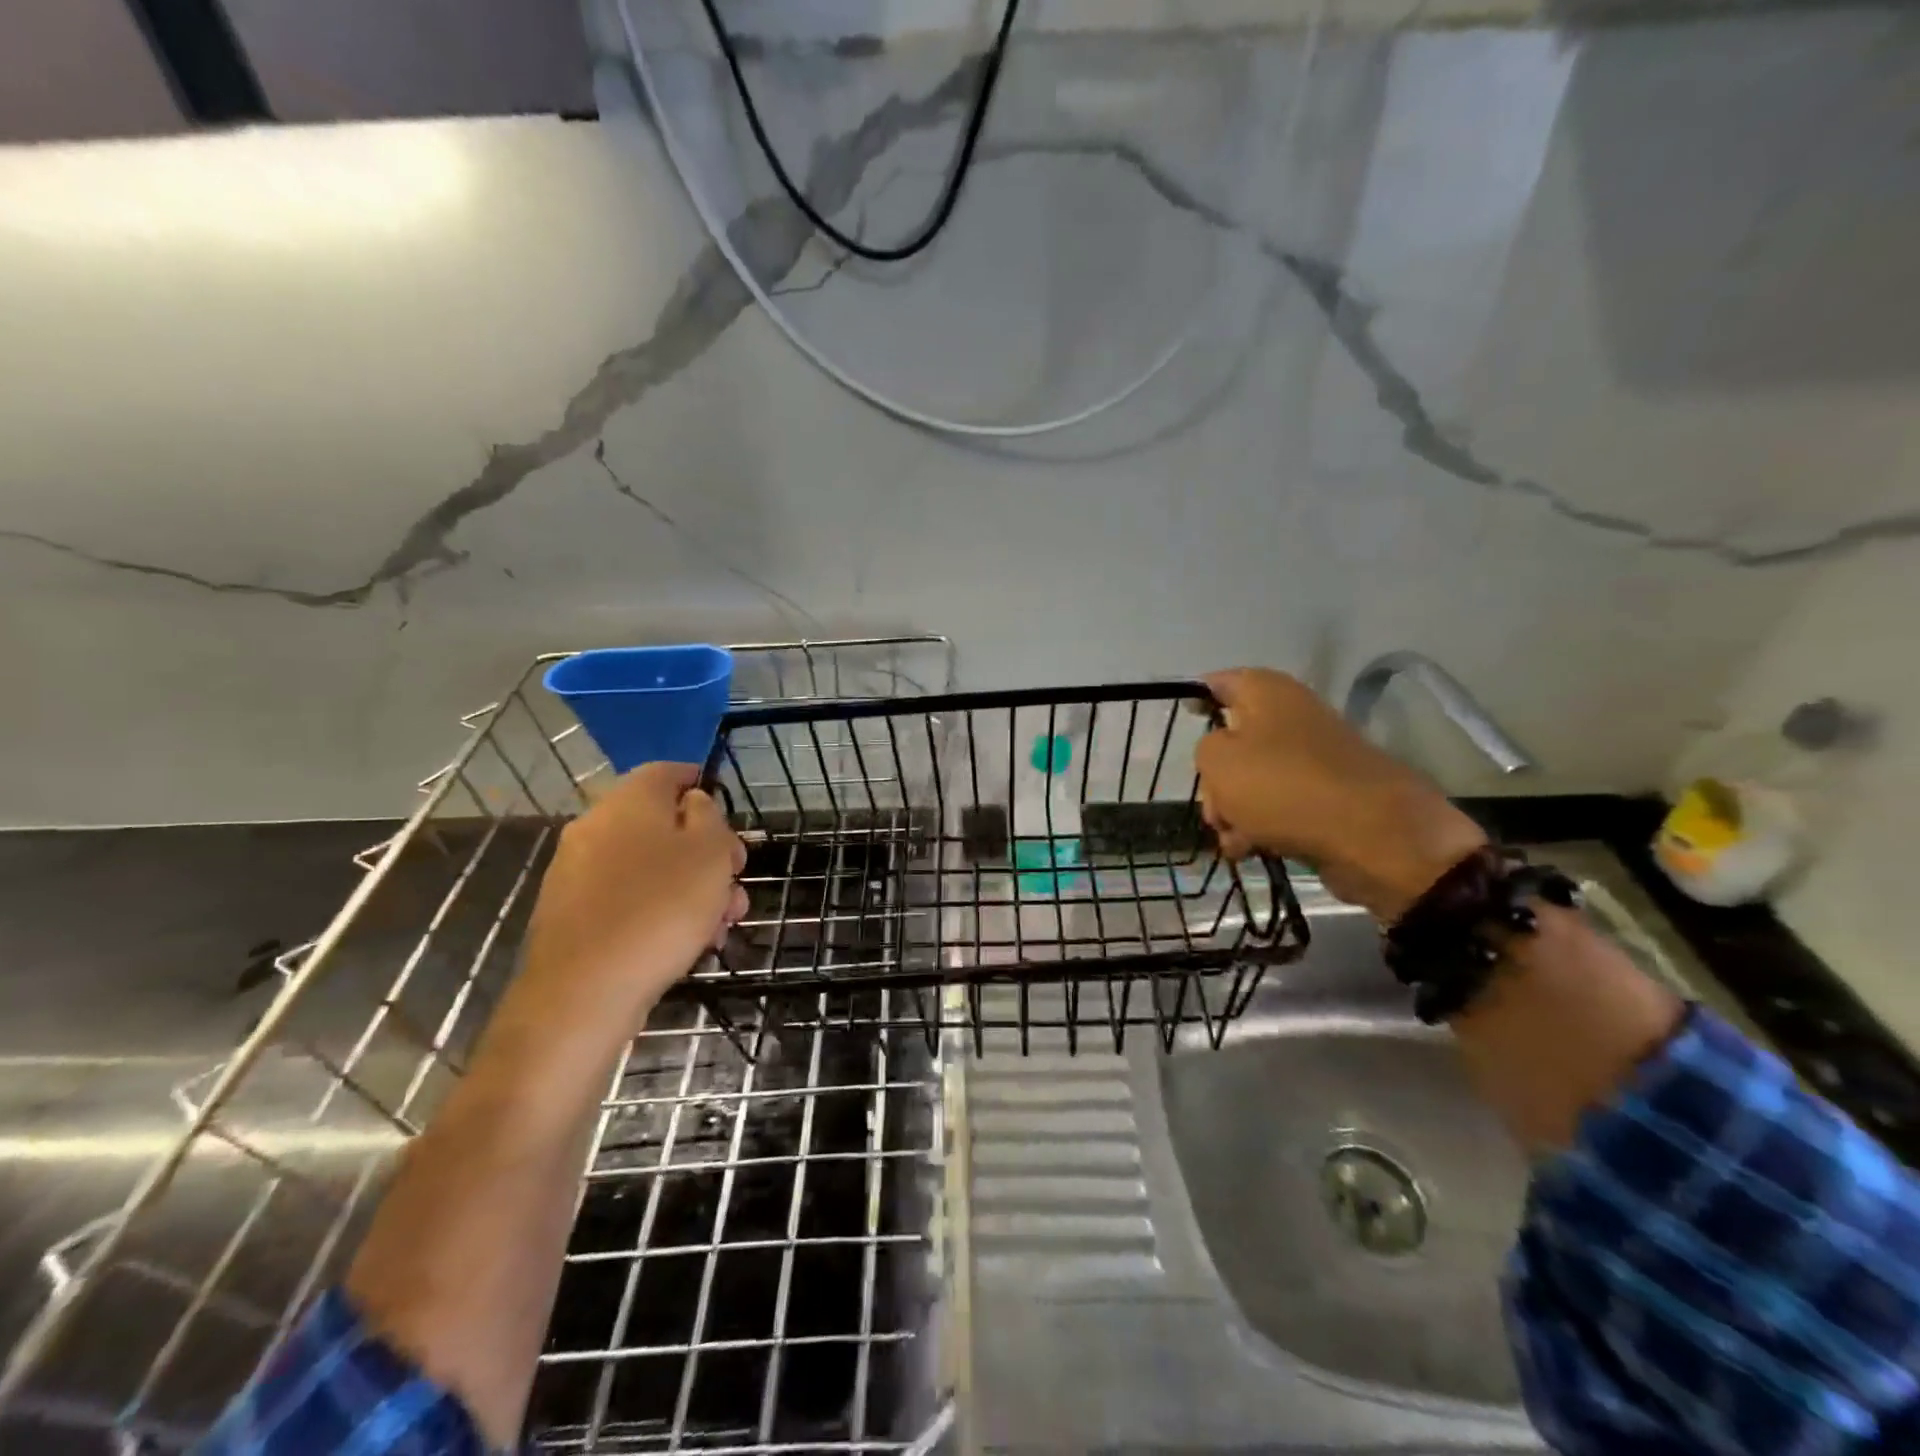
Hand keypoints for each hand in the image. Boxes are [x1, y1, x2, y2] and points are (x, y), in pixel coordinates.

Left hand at [517, 762, 747, 1037]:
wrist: (583, 992)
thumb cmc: (661, 908)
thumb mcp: (709, 852)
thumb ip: (709, 817)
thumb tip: (693, 805)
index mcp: (629, 801)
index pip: (668, 772)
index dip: (703, 786)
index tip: (730, 817)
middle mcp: (595, 826)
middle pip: (662, 825)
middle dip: (708, 852)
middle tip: (736, 883)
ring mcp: (577, 872)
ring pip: (649, 866)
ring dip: (690, 887)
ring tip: (722, 925)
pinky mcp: (570, 913)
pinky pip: (626, 897)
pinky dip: (658, 909)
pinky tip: (686, 944)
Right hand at [1196, 669, 1486, 920]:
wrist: (1374, 836)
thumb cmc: (1284, 785)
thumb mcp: (1219, 760)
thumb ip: (1205, 749)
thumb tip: (1224, 756)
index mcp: (1267, 691)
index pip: (1219, 682)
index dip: (1196, 697)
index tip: (1183, 721)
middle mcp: (1292, 716)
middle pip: (1232, 740)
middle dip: (1214, 777)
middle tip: (1214, 805)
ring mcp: (1312, 757)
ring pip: (1252, 778)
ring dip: (1234, 809)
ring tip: (1234, 838)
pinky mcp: (1326, 796)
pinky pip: (1278, 805)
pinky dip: (1260, 825)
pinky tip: (1250, 848)